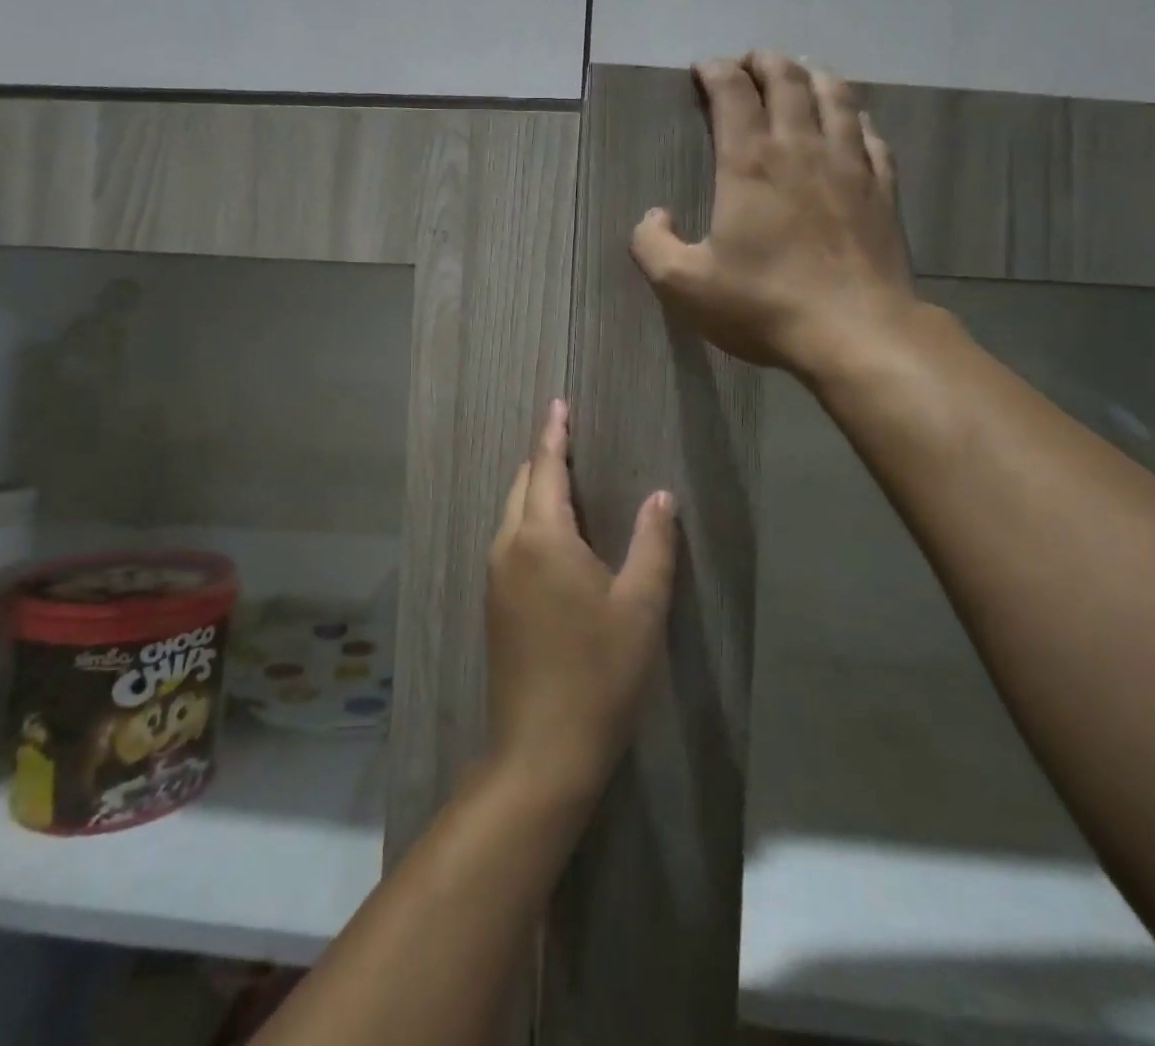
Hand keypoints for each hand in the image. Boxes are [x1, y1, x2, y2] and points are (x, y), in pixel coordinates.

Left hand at [486, 400, 674, 799]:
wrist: (542, 749)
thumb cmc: (599, 673)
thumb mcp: (641, 606)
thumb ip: (653, 543)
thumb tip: (661, 497)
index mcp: (542, 539)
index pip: (544, 468)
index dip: (554, 434)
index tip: (559, 404)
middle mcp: (508, 547)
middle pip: (521, 486)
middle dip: (543, 458)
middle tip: (570, 439)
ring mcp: (494, 577)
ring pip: (511, 514)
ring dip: (535, 490)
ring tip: (565, 478)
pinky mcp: (493, 603)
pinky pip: (509, 541)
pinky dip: (529, 520)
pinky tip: (553, 534)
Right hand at [630, 50, 919, 377]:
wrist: (855, 331)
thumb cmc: (763, 305)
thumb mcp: (683, 286)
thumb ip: (652, 245)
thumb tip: (653, 216)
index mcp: (750, 164)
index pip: (733, 94)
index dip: (716, 72)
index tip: (703, 69)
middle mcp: (801, 149)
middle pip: (787, 80)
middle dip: (763, 61)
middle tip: (748, 62)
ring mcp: (849, 165)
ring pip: (835, 96)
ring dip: (812, 75)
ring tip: (799, 72)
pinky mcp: (882, 189)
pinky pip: (870, 135)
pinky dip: (854, 116)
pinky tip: (851, 121)